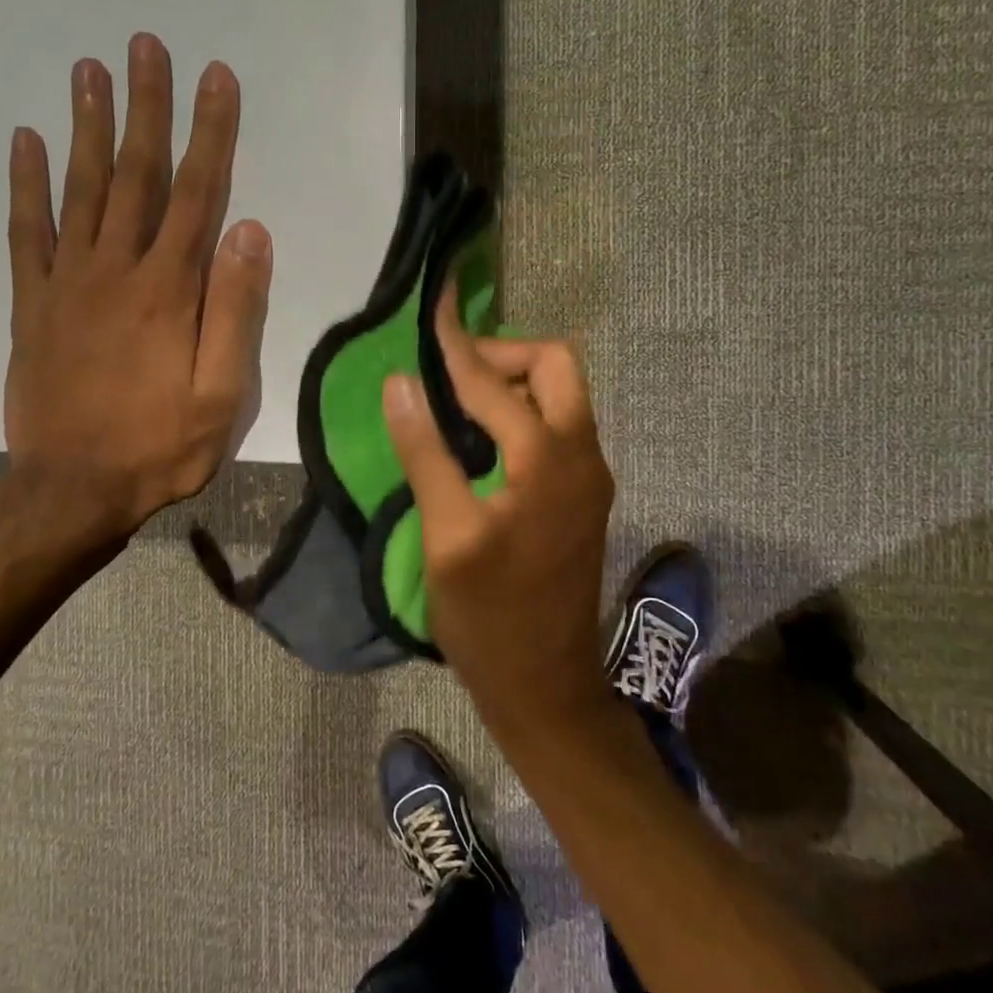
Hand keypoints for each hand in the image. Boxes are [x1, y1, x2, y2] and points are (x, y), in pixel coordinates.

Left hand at [5, 32, 271, 538]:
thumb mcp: (222, 392)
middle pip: (135, 174)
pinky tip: (24, 141)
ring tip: (89, 69)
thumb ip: (236, 310)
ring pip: (79, 189)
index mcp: (168, 289)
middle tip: (144, 45)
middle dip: (145, 107)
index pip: (197, 193)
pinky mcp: (33, 304)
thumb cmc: (160, 445)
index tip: (215, 77)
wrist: (71, 490)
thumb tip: (250, 231)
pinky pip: (26, 232)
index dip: (210, 132)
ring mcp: (67, 283)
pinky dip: (25, 184)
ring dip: (86, 125)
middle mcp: (116, 269)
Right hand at [382, 293, 615, 736]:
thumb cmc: (490, 617)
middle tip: (451, 376)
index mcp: (548, 458)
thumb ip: (425, 452)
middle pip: (556, 366)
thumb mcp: (447, 536)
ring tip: (460, 401)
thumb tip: (401, 381)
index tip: (434, 306)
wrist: (547, 686)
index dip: (457, 343)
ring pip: (563, 394)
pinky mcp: (585, 494)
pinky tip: (486, 438)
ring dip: (516, 382)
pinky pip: (561, 426)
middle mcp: (582, 453)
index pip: (494, 380)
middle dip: (503, 354)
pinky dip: (526, 412)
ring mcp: (591, 475)